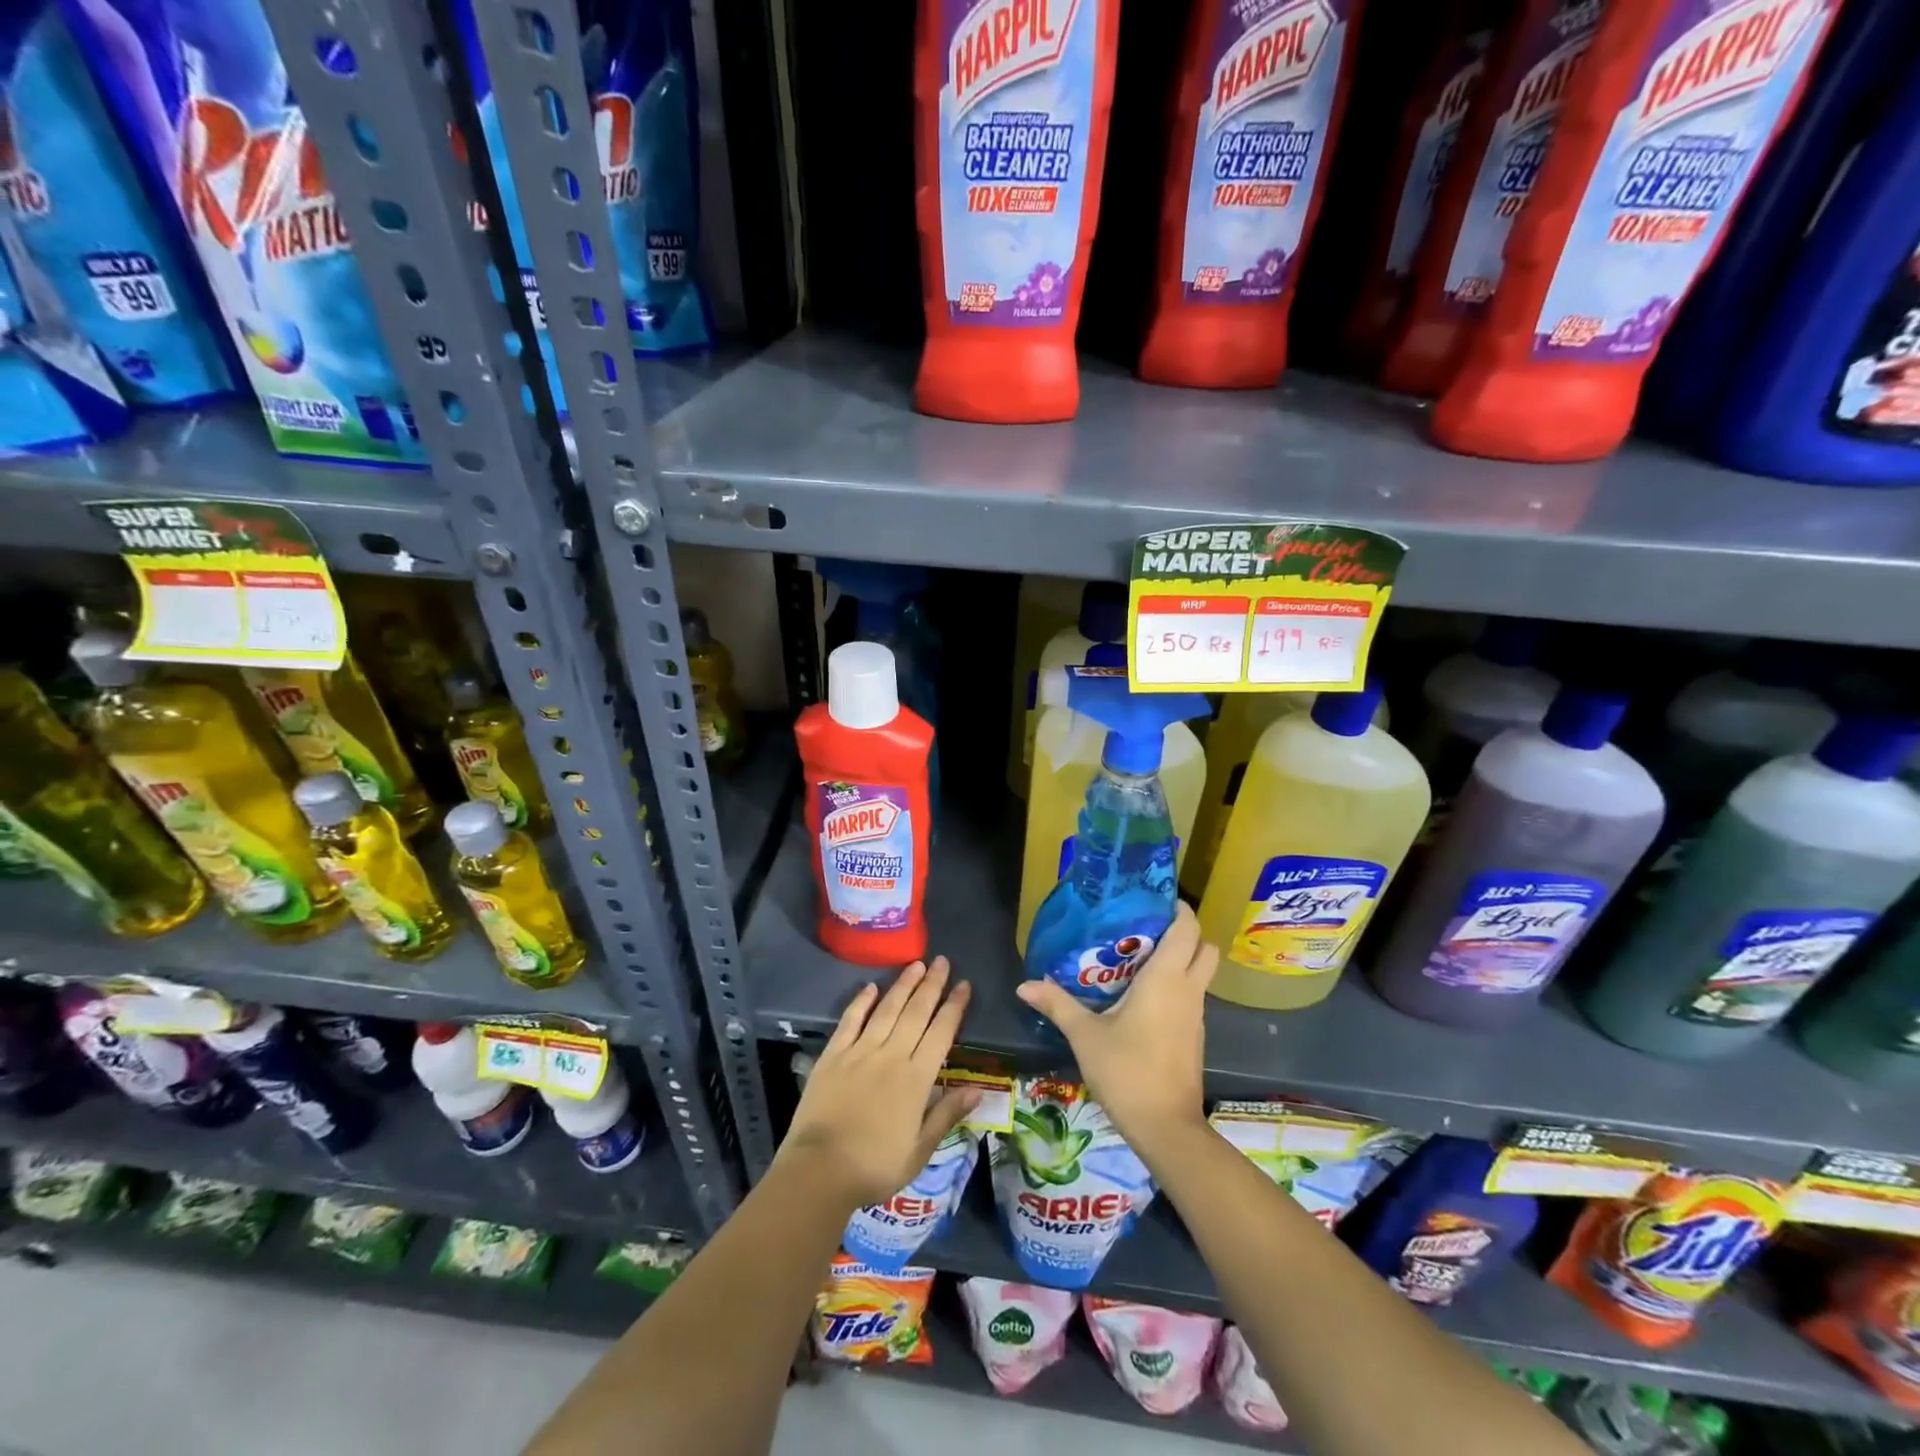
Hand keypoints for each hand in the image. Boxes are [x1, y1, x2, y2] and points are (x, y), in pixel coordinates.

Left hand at [777, 957, 978, 1209]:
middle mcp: (891, 1055)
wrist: (820, 1170)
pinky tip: (871, 987)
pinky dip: (861, 1002)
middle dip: (932, 985)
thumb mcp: (919, 1150)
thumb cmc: (875, 1166)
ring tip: (916, 964)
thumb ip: (947, 1114)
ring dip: (903, 985)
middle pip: (916, 1013)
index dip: (954, 1007)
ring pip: (886, 1009)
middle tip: (942, 960)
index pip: (941, 1032)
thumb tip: (978, 1089)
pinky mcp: (833, 1055)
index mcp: (916, 1078)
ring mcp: (860, 1051)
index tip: (964, 984)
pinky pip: (850, 1021)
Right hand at [1016, 902, 1213, 1154]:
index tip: (1152, 900)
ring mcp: (1196, 1015)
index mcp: (1167, 979)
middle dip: (1184, 934)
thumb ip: (1057, 1004)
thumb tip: (1024, 984)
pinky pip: (1192, 997)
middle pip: (1204, 947)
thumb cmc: (1127, 1071)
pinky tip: (1143, 998)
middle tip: (1147, 931)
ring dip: (1180, 961)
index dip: (1178, 908)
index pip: (1187, 928)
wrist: (1166, 1128)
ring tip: (1138, 960)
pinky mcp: (1195, 1037)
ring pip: (1200, 974)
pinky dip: (1177, 987)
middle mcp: (1188, 990)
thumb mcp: (1085, 1035)